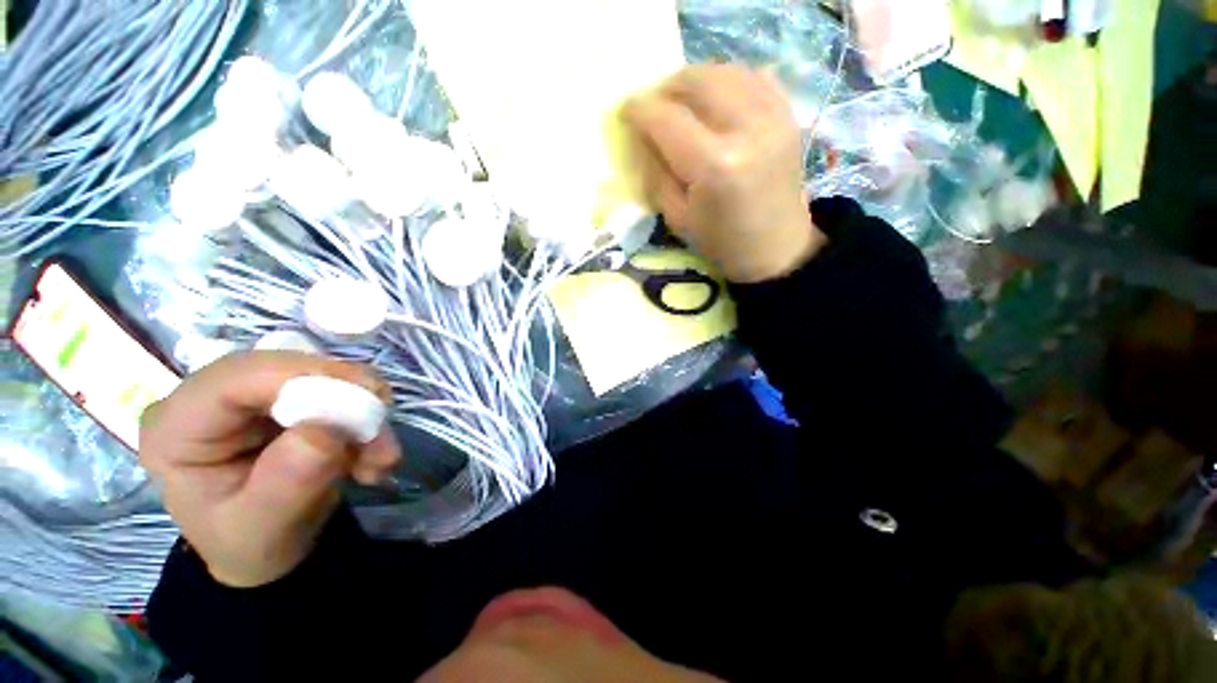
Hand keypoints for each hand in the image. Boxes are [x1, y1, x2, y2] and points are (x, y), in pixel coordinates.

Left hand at [140, 352, 399, 587]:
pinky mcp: (284, 396)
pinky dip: (364, 417)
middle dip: (346, 398)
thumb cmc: (253, 544)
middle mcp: (208, 398)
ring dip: (362, 412)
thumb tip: (325, 431)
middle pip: (286, 368)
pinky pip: (337, 389)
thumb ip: (289, 481)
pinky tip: (371, 454)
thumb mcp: (265, 528)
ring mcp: (249, 394)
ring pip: (320, 375)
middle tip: (381, 438)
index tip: (368, 400)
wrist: (268, 548)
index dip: (306, 378)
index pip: (238, 377)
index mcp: (177, 428)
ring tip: (379, 459)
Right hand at [623, 65, 824, 282]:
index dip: (640, 110)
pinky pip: (754, 77)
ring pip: (725, 71)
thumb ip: (657, 172)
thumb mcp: (677, 217)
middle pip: (697, 82)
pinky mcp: (788, 116)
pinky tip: (716, 101)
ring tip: (681, 102)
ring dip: (695, 81)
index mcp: (715, 166)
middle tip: (654, 106)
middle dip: (666, 88)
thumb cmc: (721, 242)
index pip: (667, 119)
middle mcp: (746, 130)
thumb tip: (644, 136)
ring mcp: (774, 117)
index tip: (625, 111)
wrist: (775, 248)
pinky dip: (728, 81)